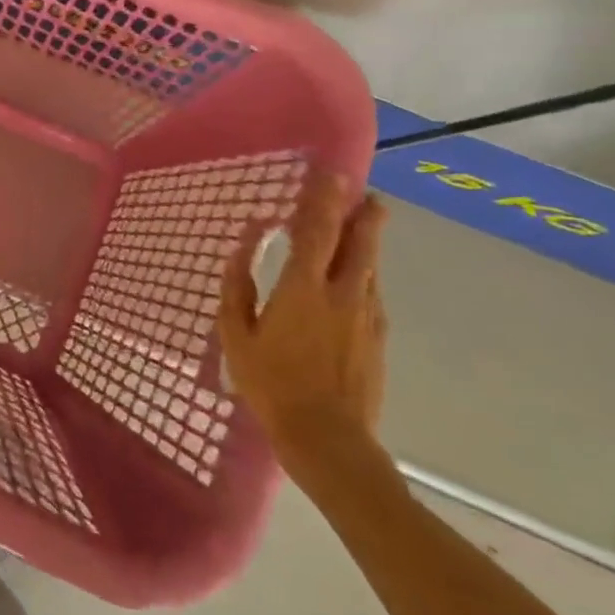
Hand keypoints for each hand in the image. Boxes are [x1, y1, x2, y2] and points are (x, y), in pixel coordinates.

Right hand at [218, 172, 388, 469]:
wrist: (329, 440)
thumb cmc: (272, 385)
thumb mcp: (237, 337)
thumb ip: (237, 290)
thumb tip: (240, 252)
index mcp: (304, 289)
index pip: (317, 232)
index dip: (323, 200)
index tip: (330, 174)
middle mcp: (342, 295)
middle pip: (360, 243)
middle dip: (364, 214)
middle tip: (365, 192)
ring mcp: (366, 317)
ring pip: (370, 267)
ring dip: (367, 241)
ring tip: (365, 223)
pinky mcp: (377, 339)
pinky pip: (371, 292)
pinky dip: (364, 273)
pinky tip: (357, 277)